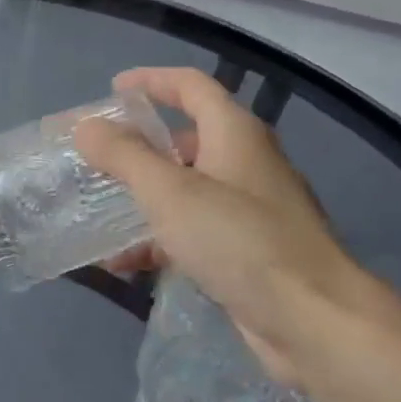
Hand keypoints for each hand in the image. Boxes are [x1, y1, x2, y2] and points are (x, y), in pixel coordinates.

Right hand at [74, 67, 369, 380]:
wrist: (313, 321)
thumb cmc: (239, 240)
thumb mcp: (169, 192)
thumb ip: (124, 156)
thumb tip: (86, 127)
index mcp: (234, 134)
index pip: (190, 86)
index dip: (151, 81)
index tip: (113, 90)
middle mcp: (246, 163)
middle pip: (187, 139)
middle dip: (140, 147)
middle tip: (99, 158)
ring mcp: (251, 209)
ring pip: (188, 190)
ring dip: (145, 199)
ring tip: (100, 213)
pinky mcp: (249, 251)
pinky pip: (195, 232)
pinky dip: (161, 239)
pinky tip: (125, 263)